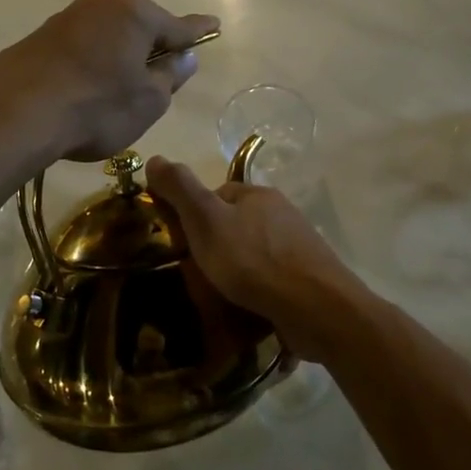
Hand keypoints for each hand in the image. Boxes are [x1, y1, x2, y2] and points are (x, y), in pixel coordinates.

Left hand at [0, 0, 217, 163]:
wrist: (14, 114)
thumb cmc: (97, 106)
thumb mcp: (148, 101)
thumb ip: (170, 76)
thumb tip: (183, 57)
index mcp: (135, 13)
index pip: (178, 25)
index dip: (198, 32)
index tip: (214, 25)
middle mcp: (100, 4)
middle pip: (138, 27)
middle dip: (150, 47)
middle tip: (157, 78)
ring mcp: (65, 18)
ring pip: (105, 37)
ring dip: (115, 57)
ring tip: (114, 94)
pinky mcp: (38, 38)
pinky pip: (78, 49)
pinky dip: (88, 66)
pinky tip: (81, 93)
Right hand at [145, 156, 367, 359]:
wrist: (316, 308)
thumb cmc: (254, 260)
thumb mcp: (206, 220)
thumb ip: (180, 189)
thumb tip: (155, 158)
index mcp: (258, 195)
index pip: (217, 196)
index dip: (194, 217)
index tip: (179, 245)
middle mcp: (282, 215)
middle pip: (236, 226)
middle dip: (216, 247)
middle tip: (195, 276)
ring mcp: (298, 248)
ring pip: (255, 255)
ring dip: (237, 273)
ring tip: (217, 299)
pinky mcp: (308, 281)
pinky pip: (272, 281)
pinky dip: (257, 292)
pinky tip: (247, 311)